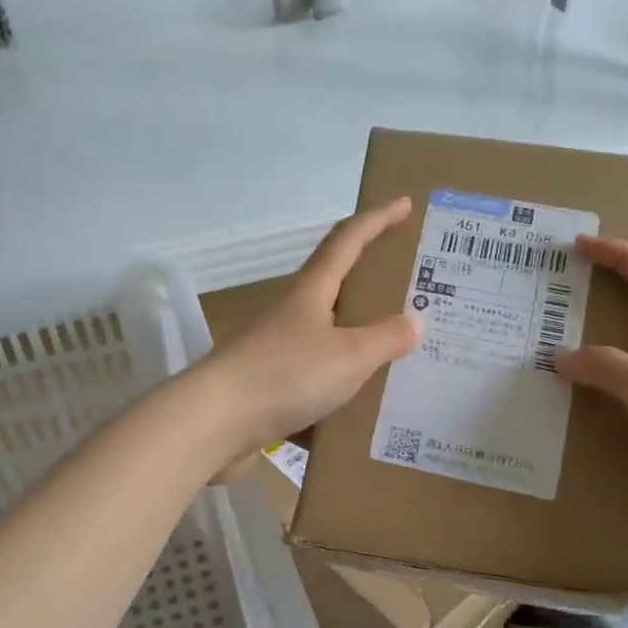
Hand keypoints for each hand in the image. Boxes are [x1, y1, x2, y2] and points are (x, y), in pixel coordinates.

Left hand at [199, 198, 421, 454]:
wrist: (213, 424)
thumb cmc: (284, 375)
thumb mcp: (348, 356)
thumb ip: (385, 339)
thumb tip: (414, 321)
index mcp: (310, 293)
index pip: (347, 241)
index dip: (377, 220)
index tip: (403, 204)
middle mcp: (291, 316)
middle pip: (335, 290)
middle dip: (371, 288)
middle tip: (411, 295)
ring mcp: (275, 353)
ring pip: (326, 342)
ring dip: (357, 346)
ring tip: (396, 360)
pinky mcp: (266, 390)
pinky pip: (313, 385)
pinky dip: (337, 393)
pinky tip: (359, 413)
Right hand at [554, 236, 627, 578]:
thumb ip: (612, 370)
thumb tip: (562, 355)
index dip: (622, 256)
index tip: (580, 245)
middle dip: (596, 313)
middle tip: (545, 314)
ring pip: (624, 385)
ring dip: (588, 376)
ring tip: (539, 375)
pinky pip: (623, 433)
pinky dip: (595, 430)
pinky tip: (564, 437)